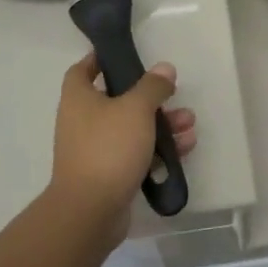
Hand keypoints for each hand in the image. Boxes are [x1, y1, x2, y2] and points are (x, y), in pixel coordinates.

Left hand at [47, 53, 197, 244]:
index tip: (125, 55)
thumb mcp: (135, 109)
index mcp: (78, 99)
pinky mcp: (108, 174)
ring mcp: (94, 150)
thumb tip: (164, 69)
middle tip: (174, 96)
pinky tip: (184, 149)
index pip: (83, 70)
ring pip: (131, 129)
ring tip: (189, 125)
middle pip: (117, 100)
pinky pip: (136, 154)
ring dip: (161, 125)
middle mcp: (82, 121)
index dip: (100, 59)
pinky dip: (157, 150)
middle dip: (150, 98)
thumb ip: (152, 86)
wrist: (90, 211)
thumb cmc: (108, 148)